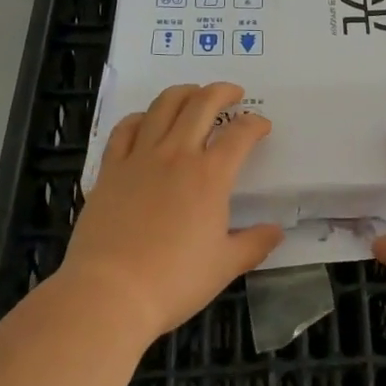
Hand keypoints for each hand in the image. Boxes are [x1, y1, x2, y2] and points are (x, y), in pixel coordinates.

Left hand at [59, 83, 282, 339]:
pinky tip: (146, 120)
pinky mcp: (110, 169)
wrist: (109, 293)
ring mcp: (140, 158)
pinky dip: (140, 117)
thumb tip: (276, 232)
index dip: (255, 124)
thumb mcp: (224, 266)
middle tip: (233, 94)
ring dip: (183, 93)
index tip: (261, 126)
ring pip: (163, 106)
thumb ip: (254, 244)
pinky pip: (125, 129)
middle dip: (222, 92)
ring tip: (193, 94)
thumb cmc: (173, 281)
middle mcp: (177, 154)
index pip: (240, 134)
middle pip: (202, 104)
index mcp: (211, 175)